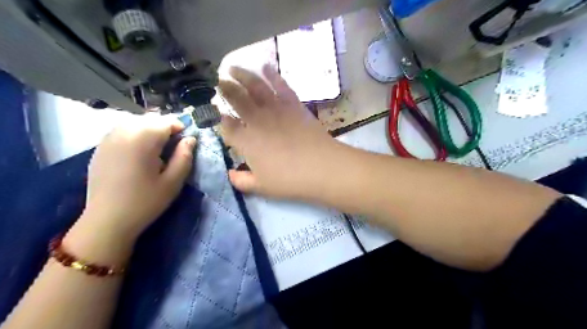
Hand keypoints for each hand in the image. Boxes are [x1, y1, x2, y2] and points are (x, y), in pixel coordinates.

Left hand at [76, 114, 196, 242]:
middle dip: (165, 129)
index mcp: (143, 139)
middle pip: (151, 120)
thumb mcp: (173, 181)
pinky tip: (137, 154)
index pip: (167, 121)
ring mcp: (108, 138)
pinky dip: (135, 135)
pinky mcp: (100, 147)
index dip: (181, 129)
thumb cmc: (145, 202)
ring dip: (150, 131)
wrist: (107, 221)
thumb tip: (190, 139)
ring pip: (136, 123)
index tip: (185, 145)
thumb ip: (185, 156)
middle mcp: (123, 132)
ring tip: (156, 151)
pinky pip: (122, 131)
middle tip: (172, 150)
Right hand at [218, 63, 342, 197]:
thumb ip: (242, 181)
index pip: (226, 126)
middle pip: (236, 99)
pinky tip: (265, 66)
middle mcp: (257, 120)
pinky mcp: (294, 104)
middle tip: (217, 81)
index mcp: (246, 141)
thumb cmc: (289, 180)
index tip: (215, 113)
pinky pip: (281, 85)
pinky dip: (272, 74)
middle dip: (224, 88)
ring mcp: (276, 109)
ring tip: (232, 68)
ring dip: (242, 75)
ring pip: (255, 86)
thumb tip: (230, 175)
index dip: (218, 118)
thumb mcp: (261, 187)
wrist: (321, 167)